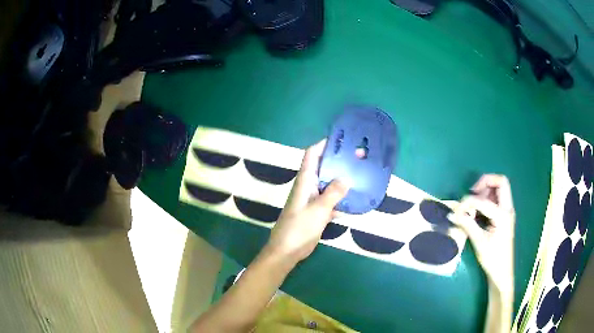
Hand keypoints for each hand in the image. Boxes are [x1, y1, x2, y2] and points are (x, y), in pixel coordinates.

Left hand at [263, 139, 349, 264]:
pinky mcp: (317, 212)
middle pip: (323, 168)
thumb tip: (347, 178)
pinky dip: (341, 199)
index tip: (342, 140)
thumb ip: (333, 193)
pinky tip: (356, 200)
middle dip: (339, 162)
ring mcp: (313, 199)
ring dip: (342, 180)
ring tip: (361, 174)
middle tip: (359, 158)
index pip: (312, 155)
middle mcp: (309, 186)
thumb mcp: (318, 209)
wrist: (288, 251)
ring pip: (329, 184)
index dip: (324, 144)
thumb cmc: (299, 227)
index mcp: (305, 180)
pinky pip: (331, 201)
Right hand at [448, 174, 514, 295]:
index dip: (468, 202)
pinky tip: (479, 209)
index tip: (457, 210)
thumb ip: (467, 225)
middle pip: (501, 182)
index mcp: (503, 215)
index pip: (484, 201)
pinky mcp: (504, 215)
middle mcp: (508, 209)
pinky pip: (498, 198)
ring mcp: (507, 211)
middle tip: (473, 192)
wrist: (502, 272)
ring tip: (474, 201)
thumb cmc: (492, 259)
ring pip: (500, 188)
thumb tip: (452, 214)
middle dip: (485, 182)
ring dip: (487, 189)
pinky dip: (488, 197)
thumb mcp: (479, 242)